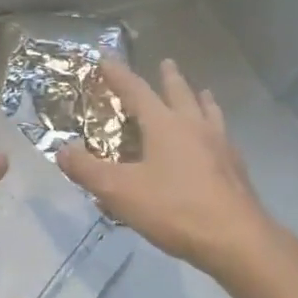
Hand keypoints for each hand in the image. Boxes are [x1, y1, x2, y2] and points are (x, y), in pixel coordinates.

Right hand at [58, 59, 283, 277]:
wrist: (236, 240)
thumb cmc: (174, 209)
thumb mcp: (120, 191)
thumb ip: (88, 170)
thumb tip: (61, 149)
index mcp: (165, 125)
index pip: (137, 90)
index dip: (119, 75)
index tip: (107, 58)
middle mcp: (194, 127)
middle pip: (180, 93)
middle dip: (169, 78)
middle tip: (166, 62)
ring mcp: (220, 146)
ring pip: (209, 112)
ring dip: (201, 99)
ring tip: (202, 92)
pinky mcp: (236, 168)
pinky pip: (223, 137)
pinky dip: (216, 128)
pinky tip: (218, 141)